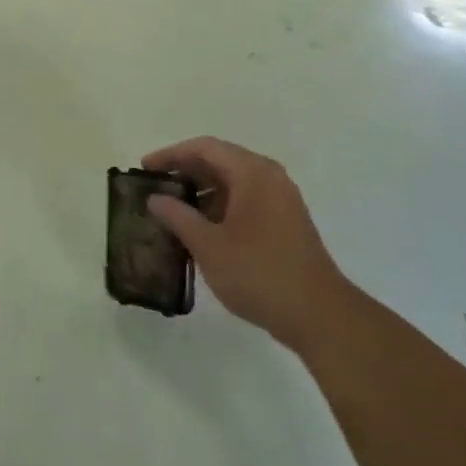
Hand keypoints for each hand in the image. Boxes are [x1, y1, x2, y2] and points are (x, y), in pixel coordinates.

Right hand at [142, 137, 347, 353]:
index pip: (204, 148)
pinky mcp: (286, 221)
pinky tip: (201, 229)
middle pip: (219, 160)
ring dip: (202, 190)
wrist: (320, 317)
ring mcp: (281, 200)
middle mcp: (269, 177)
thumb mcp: (208, 246)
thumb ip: (178, 216)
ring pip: (233, 181)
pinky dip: (220, 205)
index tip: (145, 168)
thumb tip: (155, 198)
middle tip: (156, 187)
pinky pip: (245, 199)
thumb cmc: (259, 274)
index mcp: (252, 173)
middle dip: (185, 171)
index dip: (171, 154)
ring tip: (173, 209)